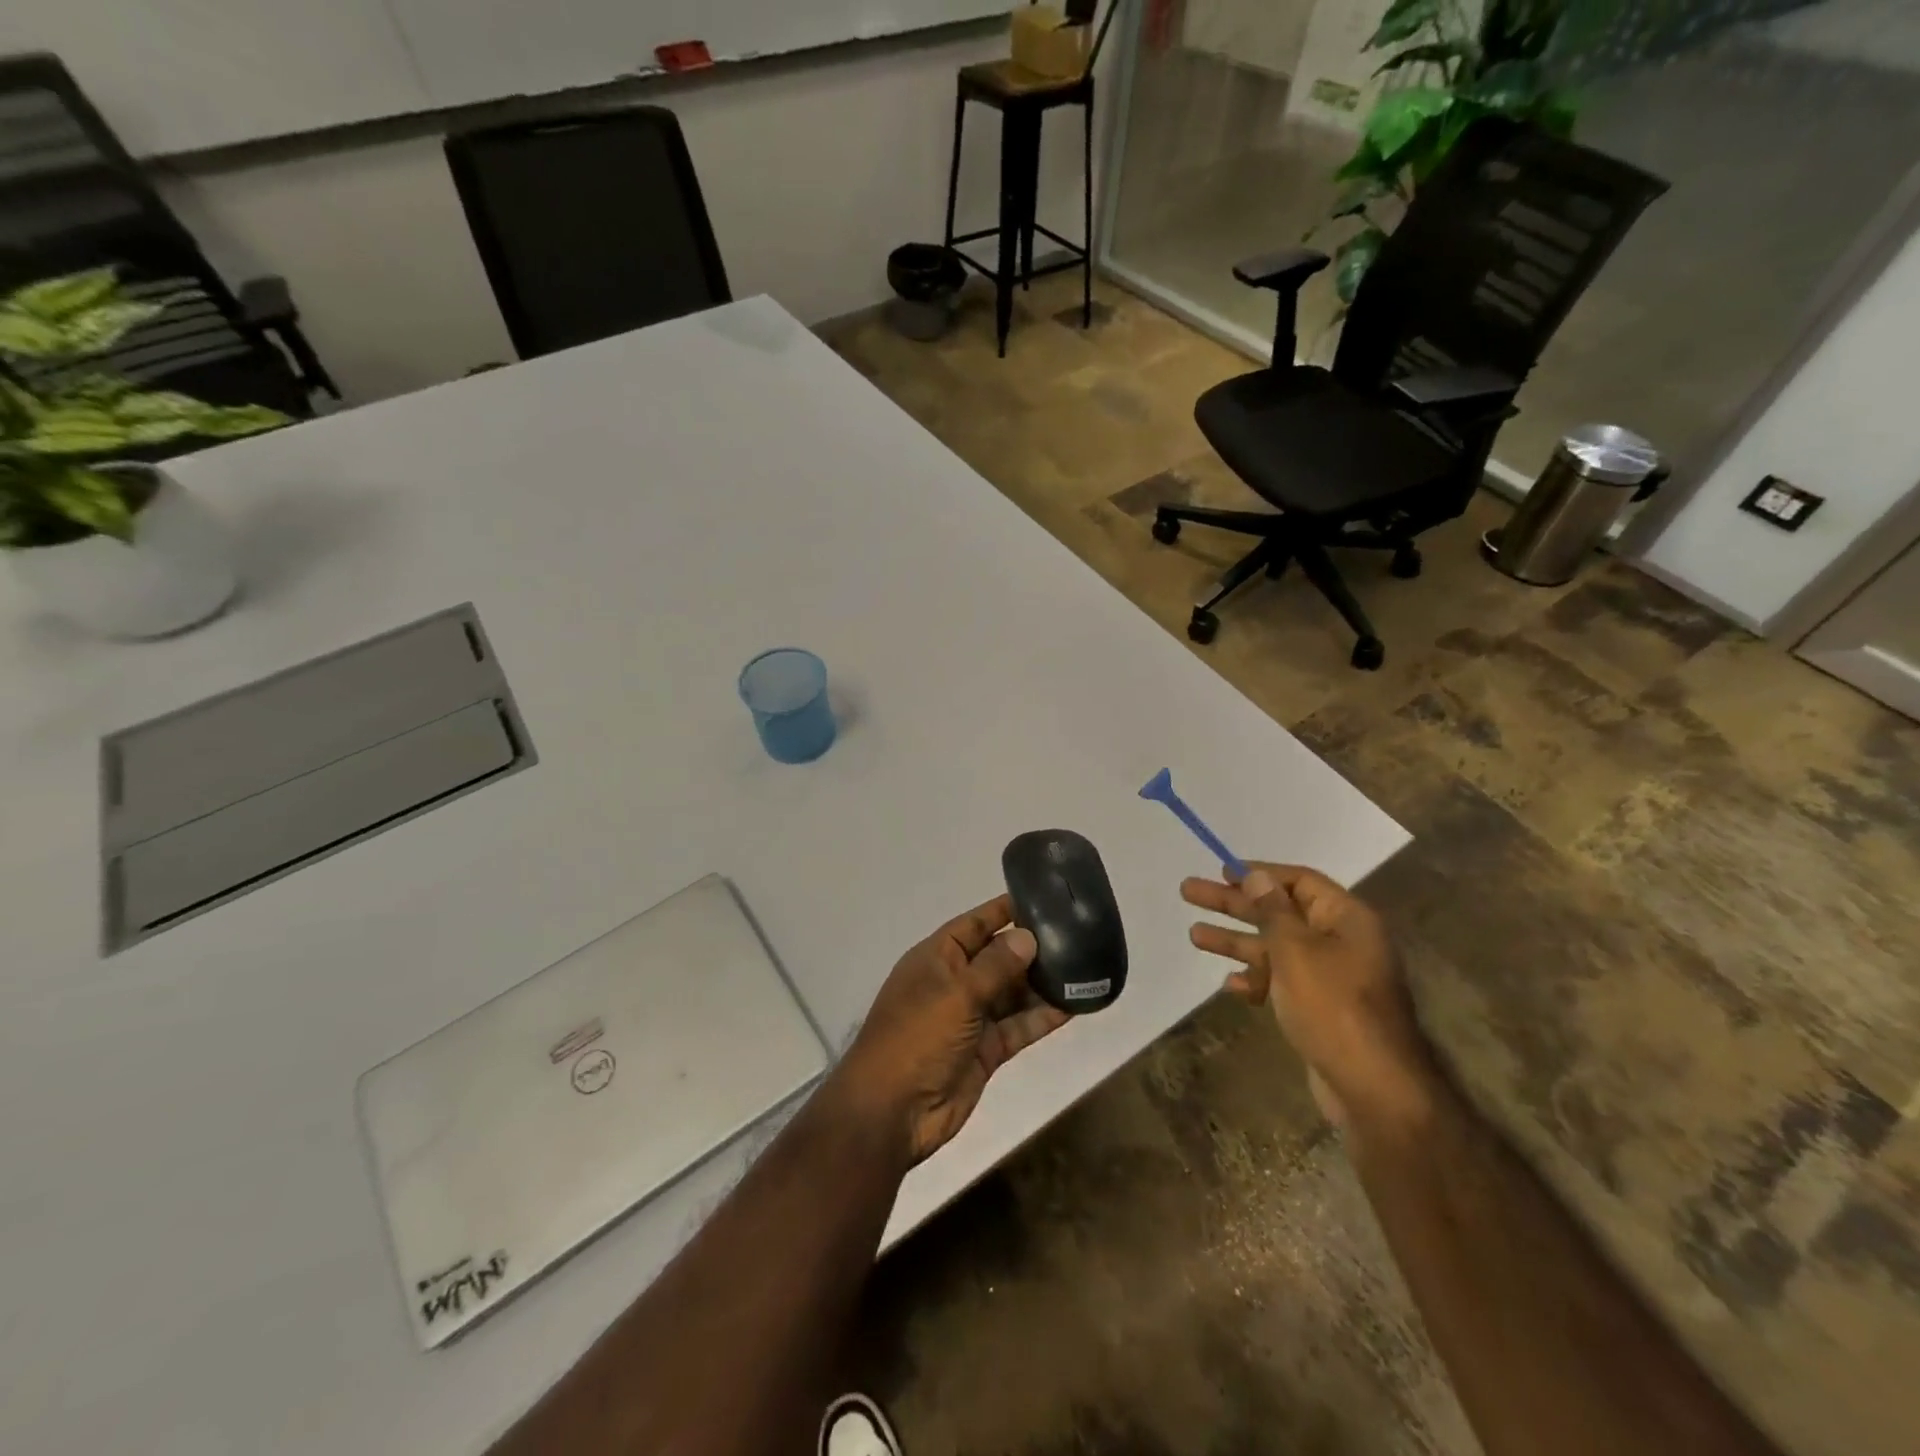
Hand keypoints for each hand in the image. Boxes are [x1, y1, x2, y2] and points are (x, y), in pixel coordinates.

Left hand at [834, 894, 1069, 1165]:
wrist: (892, 1113)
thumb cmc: (917, 1038)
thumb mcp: (956, 994)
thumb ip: (995, 966)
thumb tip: (1028, 937)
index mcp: (936, 959)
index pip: (973, 924)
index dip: (1003, 911)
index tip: (1041, 898)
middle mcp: (954, 983)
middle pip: (997, 958)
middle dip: (1031, 948)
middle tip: (1077, 934)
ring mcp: (970, 1018)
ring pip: (1012, 993)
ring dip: (1042, 984)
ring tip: (1084, 966)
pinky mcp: (986, 1050)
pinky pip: (1018, 1026)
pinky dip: (1042, 1017)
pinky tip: (1075, 1005)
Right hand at [1182, 864, 1437, 1139]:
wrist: (1372, 1087)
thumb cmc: (1332, 1006)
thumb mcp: (1296, 950)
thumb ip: (1272, 911)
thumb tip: (1257, 875)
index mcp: (1345, 919)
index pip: (1299, 881)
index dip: (1259, 873)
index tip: (1221, 871)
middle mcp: (1340, 942)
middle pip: (1279, 911)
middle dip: (1233, 904)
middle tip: (1190, 892)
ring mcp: (1330, 977)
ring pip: (1275, 948)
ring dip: (1236, 941)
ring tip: (1194, 935)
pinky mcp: (1320, 1009)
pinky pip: (1282, 982)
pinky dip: (1256, 980)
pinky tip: (1230, 985)